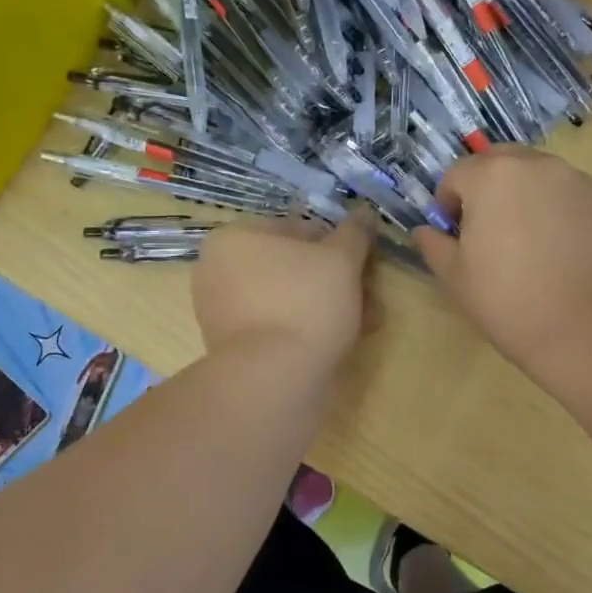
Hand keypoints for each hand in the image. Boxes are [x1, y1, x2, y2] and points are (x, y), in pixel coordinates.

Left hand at [193, 210, 375, 368]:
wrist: (275, 379)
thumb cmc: (306, 303)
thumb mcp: (341, 259)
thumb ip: (355, 233)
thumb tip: (364, 213)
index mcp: (235, 238)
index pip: (301, 229)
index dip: (341, 244)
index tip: (368, 265)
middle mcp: (220, 270)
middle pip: (297, 266)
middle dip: (340, 280)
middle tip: (371, 297)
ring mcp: (224, 312)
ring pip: (292, 297)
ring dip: (332, 305)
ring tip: (366, 322)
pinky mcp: (235, 347)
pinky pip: (280, 325)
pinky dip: (309, 328)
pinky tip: (343, 341)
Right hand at [415, 148, 591, 385]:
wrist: (585, 328)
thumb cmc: (508, 300)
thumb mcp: (455, 276)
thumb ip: (434, 244)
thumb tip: (425, 231)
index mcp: (492, 176)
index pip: (457, 174)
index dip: (449, 203)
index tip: (456, 235)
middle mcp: (537, 165)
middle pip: (501, 162)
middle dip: (488, 187)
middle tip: (490, 230)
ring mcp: (578, 181)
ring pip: (539, 176)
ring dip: (526, 195)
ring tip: (531, 243)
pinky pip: (571, 196)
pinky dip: (560, 211)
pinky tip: (563, 252)